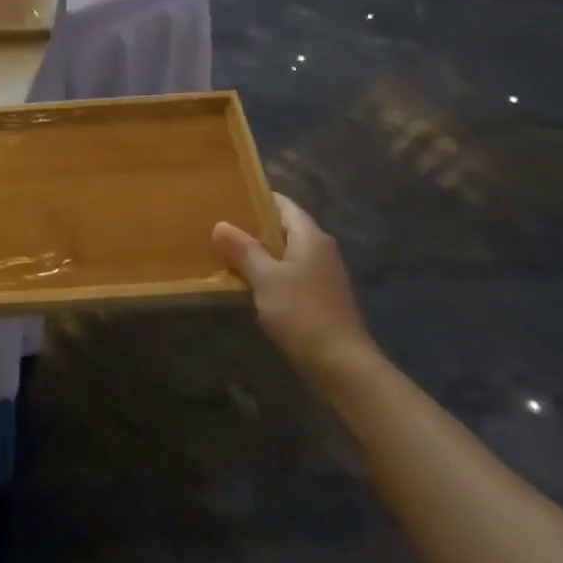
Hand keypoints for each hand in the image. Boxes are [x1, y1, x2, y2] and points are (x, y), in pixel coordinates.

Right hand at [214, 194, 374, 383]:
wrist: (342, 365)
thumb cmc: (302, 312)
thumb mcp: (265, 277)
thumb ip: (243, 249)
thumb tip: (220, 224)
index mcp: (310, 236)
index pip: (282, 204)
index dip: (256, 198)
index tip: (228, 197)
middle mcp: (320, 249)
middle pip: (284, 227)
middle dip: (254, 226)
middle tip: (220, 224)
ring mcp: (323, 275)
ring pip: (286, 252)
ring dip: (260, 252)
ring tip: (227, 251)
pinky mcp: (321, 298)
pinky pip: (290, 273)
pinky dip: (270, 272)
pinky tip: (248, 282)